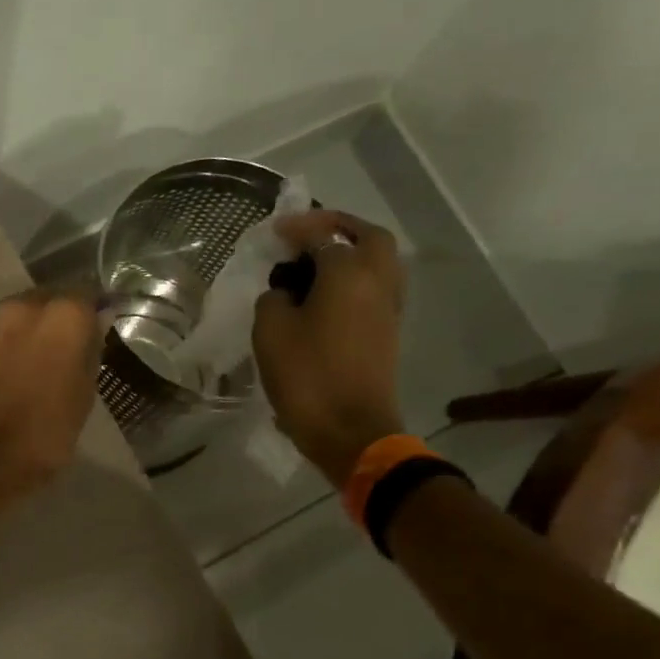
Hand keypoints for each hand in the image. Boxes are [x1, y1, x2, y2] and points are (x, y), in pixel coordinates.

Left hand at [0, 289, 102, 492]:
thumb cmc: (45, 433)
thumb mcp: (83, 396)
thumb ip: (89, 352)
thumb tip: (93, 327)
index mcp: (62, 316)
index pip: (87, 295)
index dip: (92, 313)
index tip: (96, 331)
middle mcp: (22, 308)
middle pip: (46, 301)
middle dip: (55, 320)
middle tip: (61, 352)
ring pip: (14, 319)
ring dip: (24, 335)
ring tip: (28, 368)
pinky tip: (1, 380)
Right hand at [252, 210, 405, 488]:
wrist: (350, 430)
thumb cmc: (307, 376)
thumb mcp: (271, 332)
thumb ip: (274, 299)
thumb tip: (286, 295)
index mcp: (348, 273)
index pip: (323, 235)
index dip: (297, 229)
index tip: (275, 231)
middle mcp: (377, 281)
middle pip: (369, 237)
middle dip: (340, 228)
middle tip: (309, 234)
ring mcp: (388, 308)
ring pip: (378, 263)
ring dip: (351, 253)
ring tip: (315, 264)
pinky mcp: (387, 332)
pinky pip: (375, 288)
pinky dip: (354, 279)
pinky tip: (325, 295)